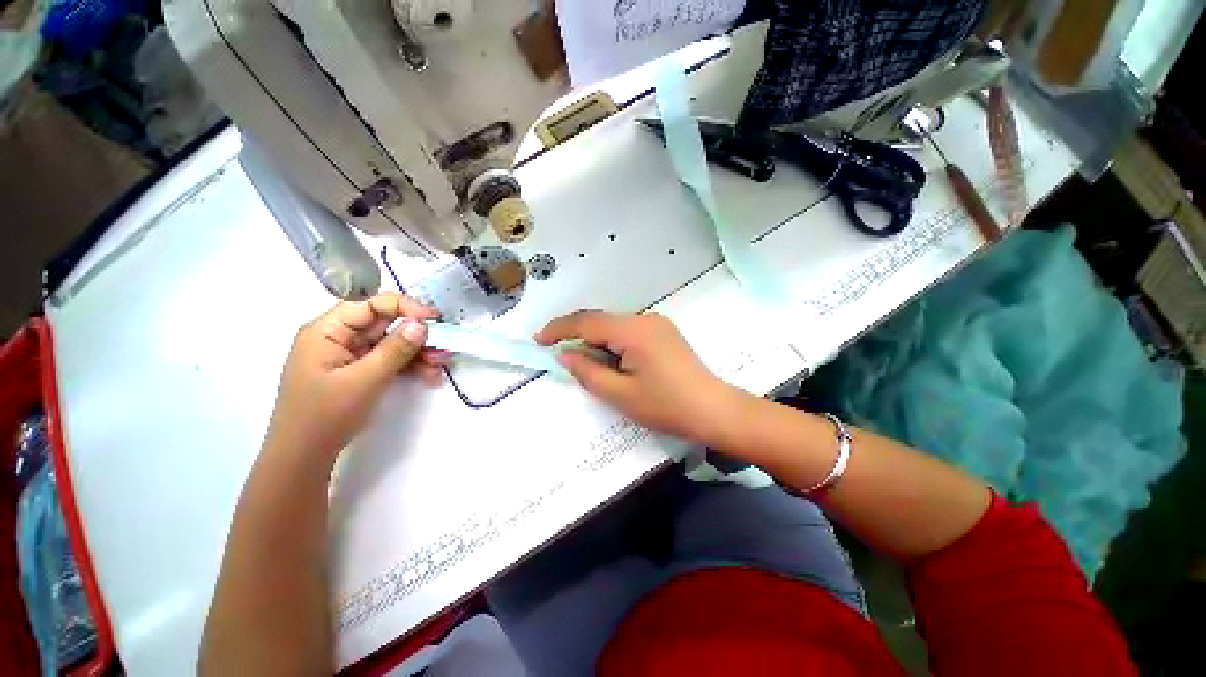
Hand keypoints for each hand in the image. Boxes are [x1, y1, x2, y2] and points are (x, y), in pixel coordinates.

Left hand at [265, 292, 445, 459]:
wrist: (304, 458)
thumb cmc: (325, 415)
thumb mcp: (364, 380)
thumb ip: (395, 349)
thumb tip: (421, 324)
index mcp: (327, 331)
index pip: (370, 305)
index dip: (404, 307)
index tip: (434, 319)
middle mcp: (338, 338)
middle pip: (384, 324)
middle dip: (416, 334)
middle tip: (443, 346)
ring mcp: (349, 356)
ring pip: (391, 343)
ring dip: (418, 352)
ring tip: (440, 365)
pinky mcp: (359, 372)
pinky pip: (389, 360)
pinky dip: (409, 366)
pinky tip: (429, 375)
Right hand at [535, 311, 738, 444]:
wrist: (713, 410)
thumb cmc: (665, 406)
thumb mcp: (619, 394)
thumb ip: (587, 371)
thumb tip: (565, 354)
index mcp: (633, 330)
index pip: (587, 321)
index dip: (559, 329)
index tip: (538, 340)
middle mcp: (645, 319)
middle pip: (601, 321)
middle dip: (577, 335)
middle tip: (558, 355)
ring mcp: (657, 324)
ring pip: (614, 327)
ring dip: (596, 341)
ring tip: (586, 364)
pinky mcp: (663, 333)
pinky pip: (628, 332)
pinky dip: (612, 344)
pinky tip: (611, 362)